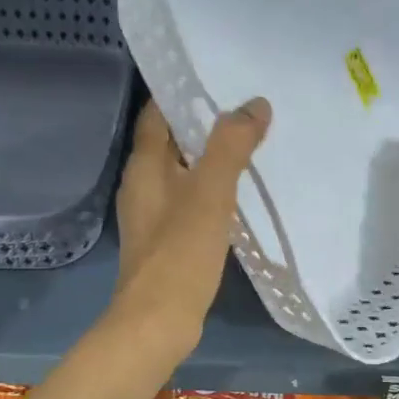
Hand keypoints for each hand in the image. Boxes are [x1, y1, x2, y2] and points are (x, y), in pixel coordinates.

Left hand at [113, 97, 270, 345]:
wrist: (158, 322)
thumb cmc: (180, 253)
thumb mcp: (210, 193)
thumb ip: (231, 146)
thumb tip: (255, 104)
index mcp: (144, 167)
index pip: (157, 115)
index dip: (181, 92)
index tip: (216, 76)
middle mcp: (142, 186)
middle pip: (171, 142)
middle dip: (203, 124)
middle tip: (245, 108)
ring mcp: (153, 217)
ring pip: (183, 173)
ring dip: (210, 158)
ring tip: (249, 144)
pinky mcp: (167, 242)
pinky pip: (190, 202)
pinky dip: (211, 190)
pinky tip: (238, 194)